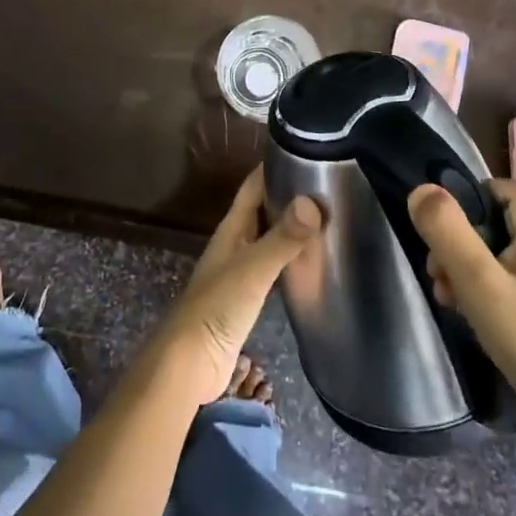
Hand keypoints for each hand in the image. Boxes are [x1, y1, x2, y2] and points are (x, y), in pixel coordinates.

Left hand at [154, 169, 322, 404]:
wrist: (190, 363)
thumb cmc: (218, 307)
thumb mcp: (254, 268)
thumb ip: (283, 238)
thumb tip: (314, 202)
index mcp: (231, 230)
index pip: (253, 188)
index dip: (272, 168)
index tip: (304, 152)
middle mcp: (234, 244)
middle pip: (261, 211)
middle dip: (287, 196)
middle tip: (325, 185)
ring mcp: (239, 272)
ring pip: (267, 239)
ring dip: (289, 228)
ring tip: (325, 219)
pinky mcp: (246, 299)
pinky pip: (272, 268)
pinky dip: (289, 259)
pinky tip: (309, 263)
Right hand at [407, 178, 515, 426]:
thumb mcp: (477, 283)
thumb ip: (445, 230)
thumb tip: (421, 189)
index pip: (492, 191)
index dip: (461, 218)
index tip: (442, 259)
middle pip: (502, 223)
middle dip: (467, 252)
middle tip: (445, 291)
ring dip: (484, 274)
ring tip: (464, 311)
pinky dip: (511, 289)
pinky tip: (497, 323)